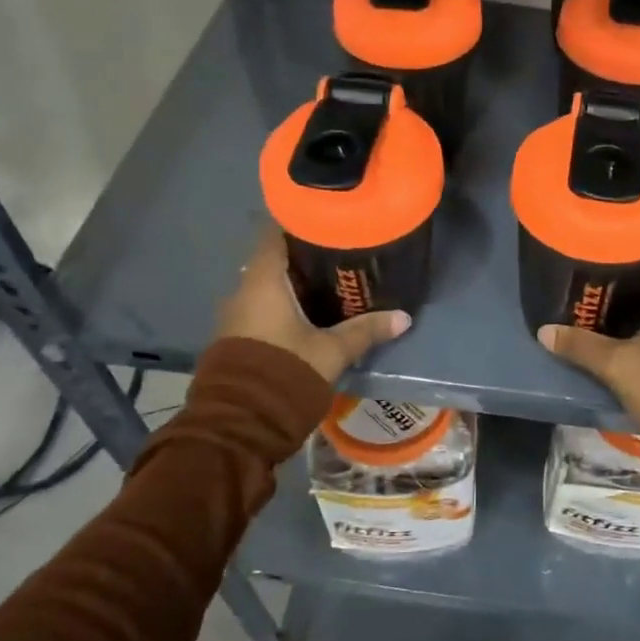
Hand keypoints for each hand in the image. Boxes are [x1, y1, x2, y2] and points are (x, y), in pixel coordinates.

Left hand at [215, 228, 410, 381]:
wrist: (239, 424)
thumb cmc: (285, 372)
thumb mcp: (332, 351)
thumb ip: (365, 331)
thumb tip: (404, 317)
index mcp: (263, 281)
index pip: (275, 233)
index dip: (298, 220)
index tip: (325, 216)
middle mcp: (243, 290)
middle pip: (273, 258)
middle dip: (303, 254)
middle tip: (339, 250)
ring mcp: (235, 314)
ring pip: (267, 285)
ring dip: (293, 282)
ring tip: (330, 280)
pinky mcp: (236, 337)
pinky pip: (261, 306)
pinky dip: (282, 303)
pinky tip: (309, 312)